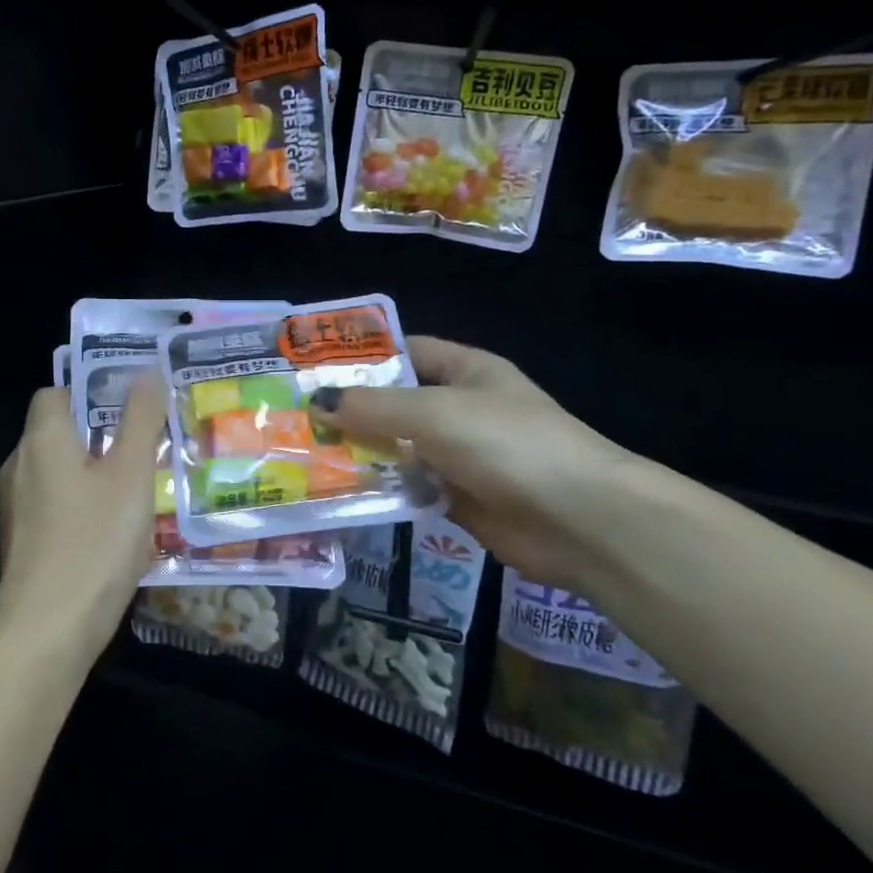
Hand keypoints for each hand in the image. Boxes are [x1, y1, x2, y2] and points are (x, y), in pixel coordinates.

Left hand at [0, 376, 166, 662]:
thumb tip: (145, 371)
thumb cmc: (94, 542)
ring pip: (60, 472)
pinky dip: (83, 506)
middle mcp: (20, 466)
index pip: (57, 393)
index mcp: (42, 440)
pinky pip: (56, 506)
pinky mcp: (22, 542)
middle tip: (149, 446)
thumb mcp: (130, 475)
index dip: (93, 391)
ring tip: (141, 488)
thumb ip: (140, 419)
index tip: (133, 405)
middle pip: (60, 432)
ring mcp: (16, 508)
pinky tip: (116, 531)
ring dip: (96, 473)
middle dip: (103, 434)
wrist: (46, 632)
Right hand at [310, 337, 636, 588]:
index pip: (405, 352)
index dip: (362, 358)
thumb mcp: (434, 412)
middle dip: (350, 411)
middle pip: (395, 404)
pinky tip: (338, 493)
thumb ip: (374, 407)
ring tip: (302, 456)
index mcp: (466, 371)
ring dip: (359, 454)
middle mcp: (460, 409)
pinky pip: (408, 488)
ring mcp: (459, 456)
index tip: (311, 370)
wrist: (579, 520)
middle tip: (293, 418)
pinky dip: (379, 490)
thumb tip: (317, 402)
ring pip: (397, 449)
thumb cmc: (507, 444)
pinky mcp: (457, 499)